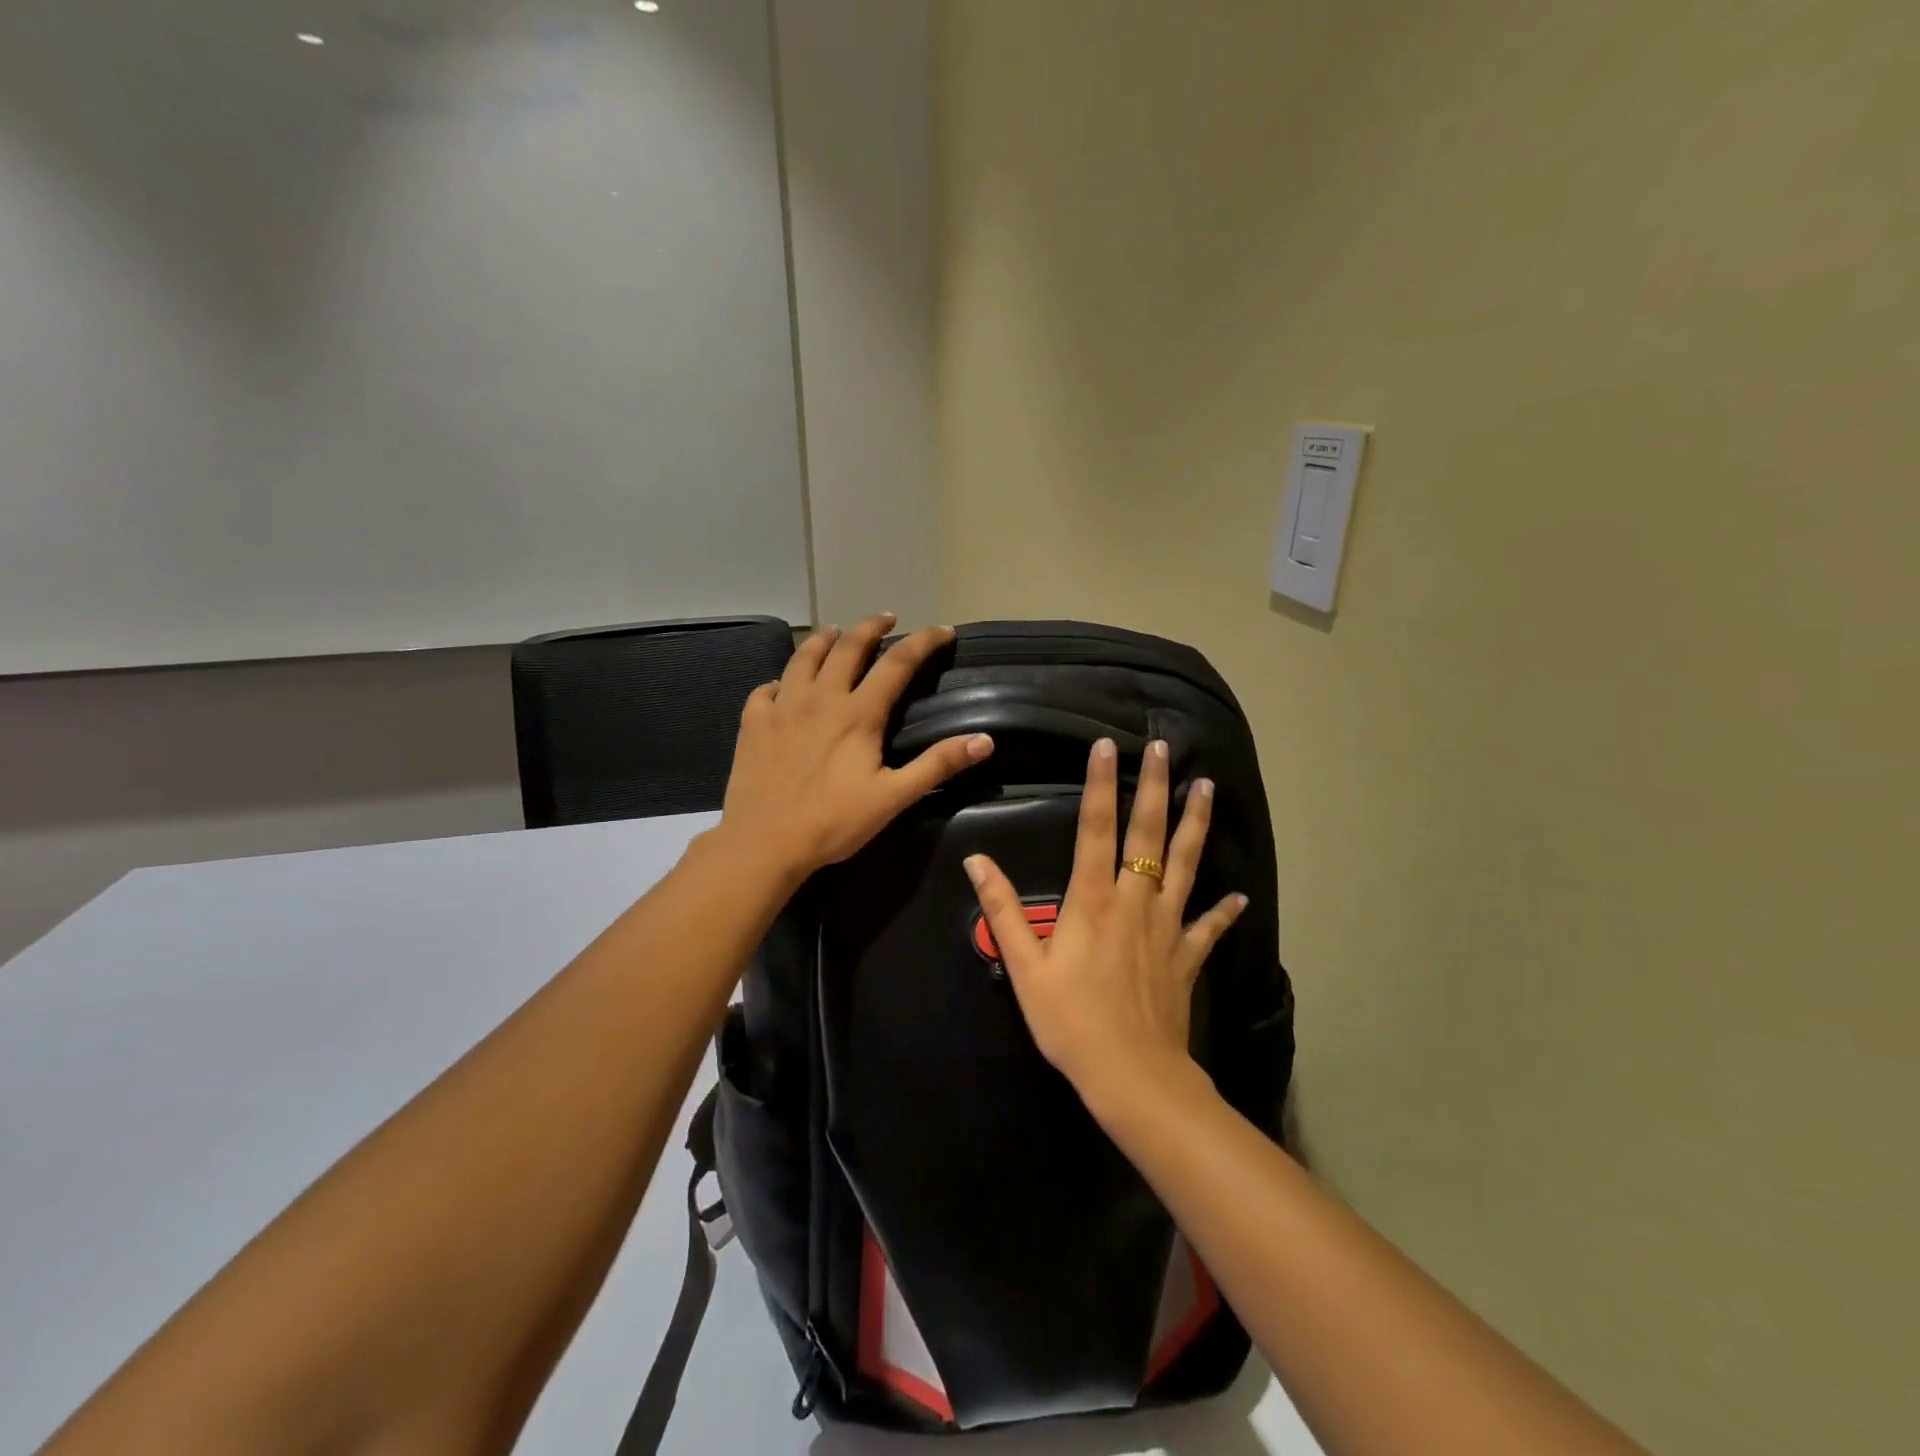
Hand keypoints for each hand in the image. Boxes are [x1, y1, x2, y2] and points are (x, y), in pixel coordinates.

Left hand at [721, 614, 994, 880]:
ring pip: (804, 657)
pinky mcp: (753, 722)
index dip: (924, 642)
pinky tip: (784, 686)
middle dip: (871, 627)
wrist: (765, 842)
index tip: (943, 631)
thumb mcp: (894, 797)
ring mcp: (782, 706)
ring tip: (835, 633)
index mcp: (858, 713)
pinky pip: (767, 688)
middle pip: (848, 647)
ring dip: (823, 640)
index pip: (898, 663)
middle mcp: (821, 698)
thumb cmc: (834, 822)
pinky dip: (782, 680)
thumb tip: (984, 740)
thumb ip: (937, 765)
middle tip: (886, 619)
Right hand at [964, 737, 1246, 1101]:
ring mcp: (1167, 927)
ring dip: (1195, 825)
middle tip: (1162, 748)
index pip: (1095, 828)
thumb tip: (976, 861)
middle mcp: (1134, 901)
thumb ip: (1002, 910)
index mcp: (1093, 900)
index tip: (1105, 747)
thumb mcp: (1025, 968)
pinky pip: (1208, 926)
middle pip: (1148, 834)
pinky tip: (1240, 897)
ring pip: (1185, 864)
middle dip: (1155, 787)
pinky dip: (1224, 910)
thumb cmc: (1071, 1021)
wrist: (1132, 1075)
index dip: (1099, 784)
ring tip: (1207, 788)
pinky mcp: (1186, 956)